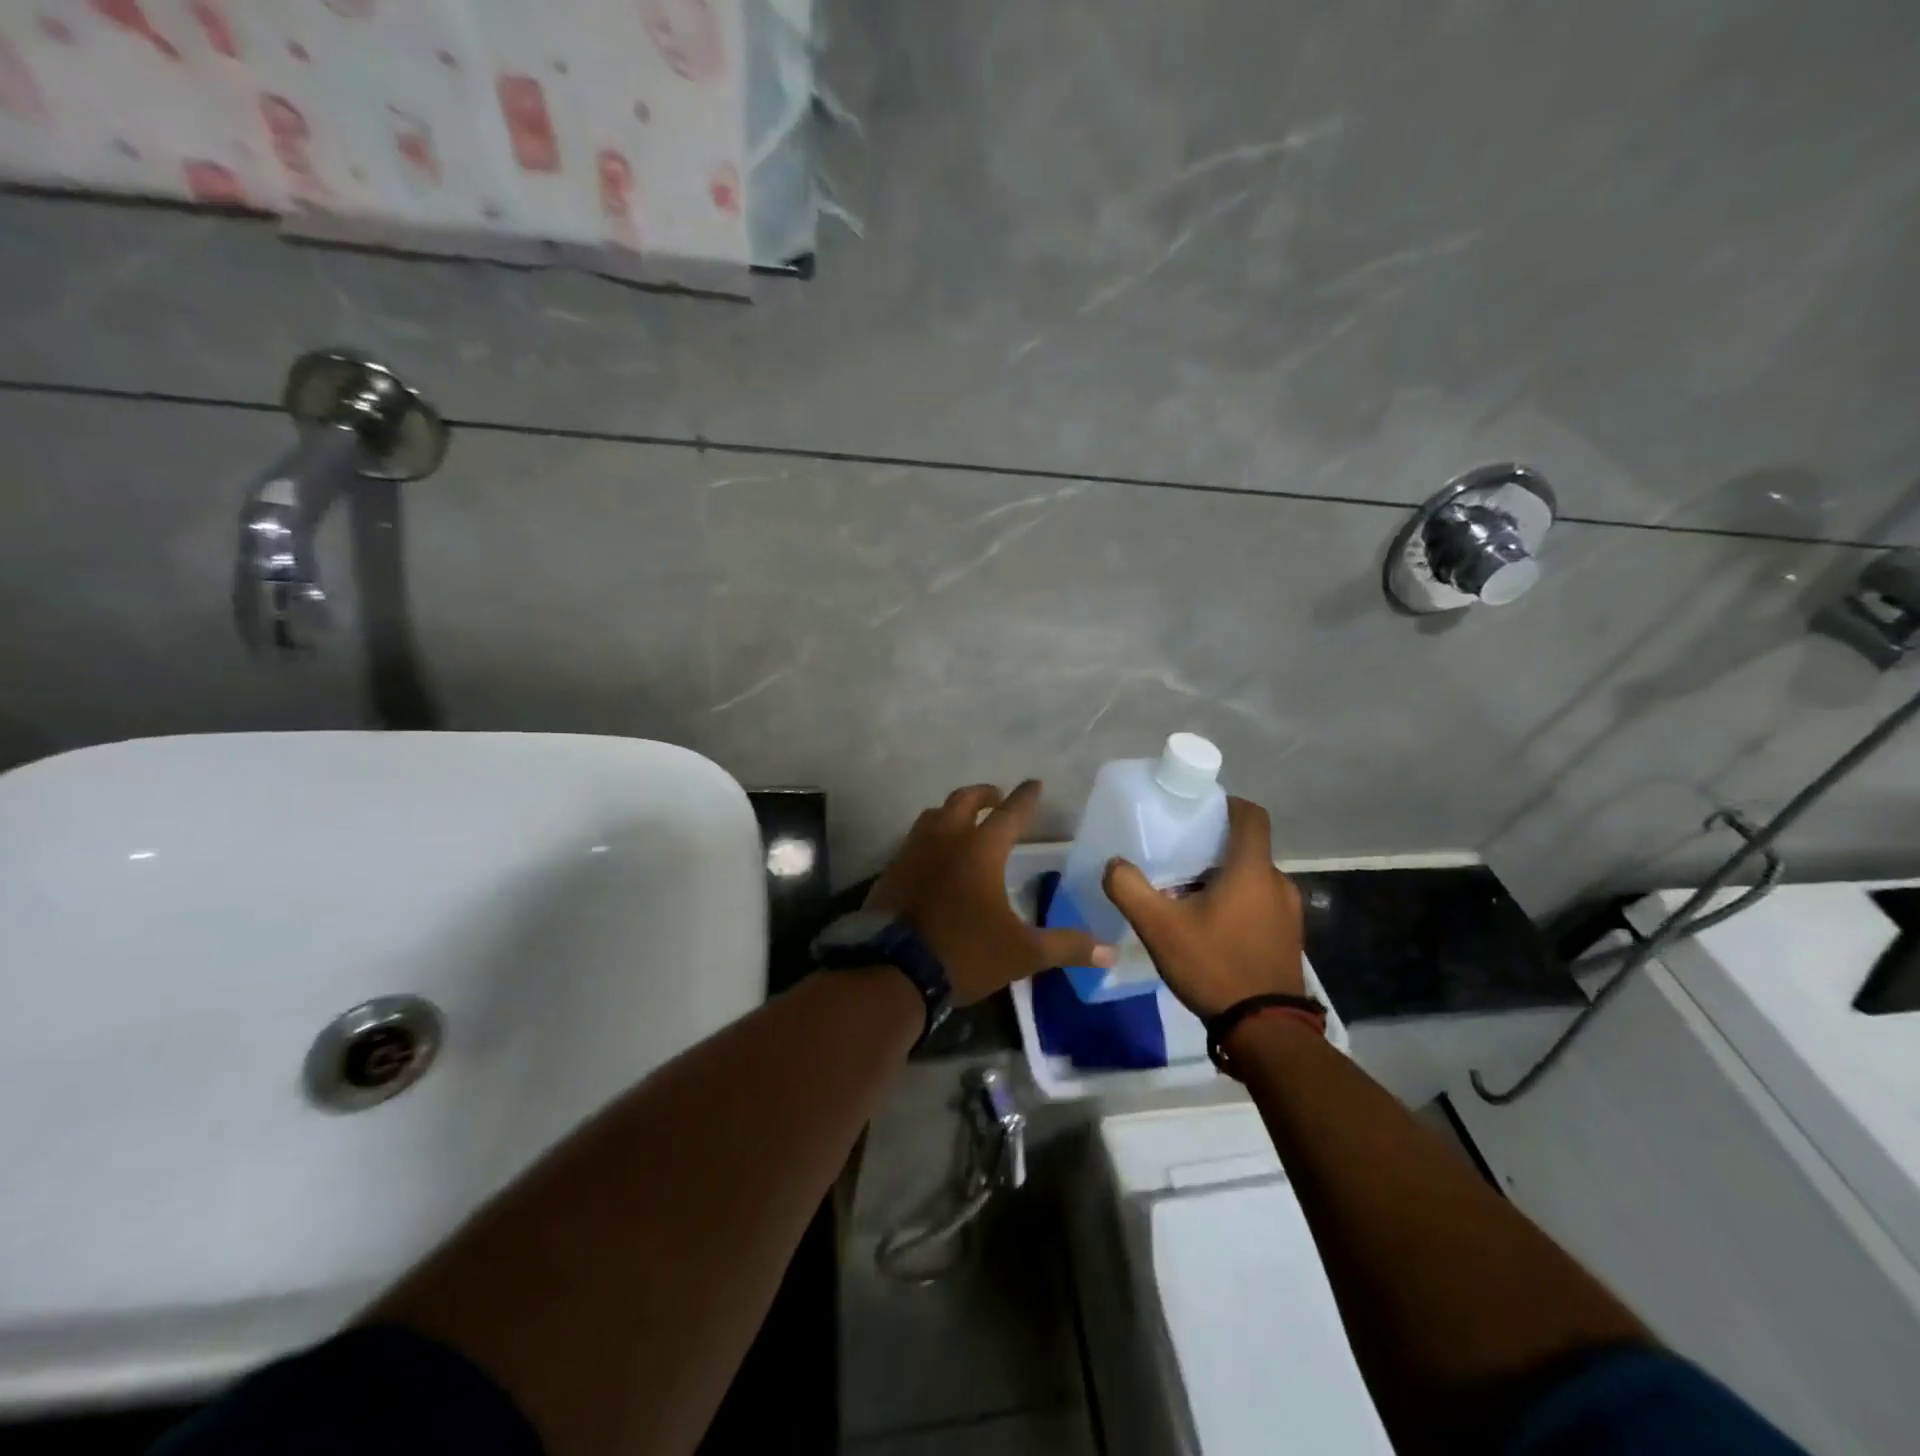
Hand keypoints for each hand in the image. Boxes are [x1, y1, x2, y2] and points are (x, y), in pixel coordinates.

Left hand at [867, 781, 1114, 1005]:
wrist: (893, 970)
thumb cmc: (964, 953)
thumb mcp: (1022, 953)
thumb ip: (1066, 946)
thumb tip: (1110, 951)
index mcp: (981, 849)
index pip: (1010, 812)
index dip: (1025, 797)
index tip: (1034, 784)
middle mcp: (946, 839)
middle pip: (964, 799)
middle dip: (984, 793)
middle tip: (997, 797)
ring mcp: (913, 851)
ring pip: (933, 815)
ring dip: (952, 811)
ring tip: (964, 822)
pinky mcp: (892, 870)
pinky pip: (914, 841)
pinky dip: (930, 838)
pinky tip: (934, 857)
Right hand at [1101, 797, 1303, 1018]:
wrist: (1266, 1031)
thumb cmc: (1213, 966)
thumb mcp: (1159, 927)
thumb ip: (1129, 889)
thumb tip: (1114, 864)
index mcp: (1252, 869)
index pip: (1251, 815)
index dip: (1227, 804)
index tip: (1198, 809)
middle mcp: (1278, 883)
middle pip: (1247, 848)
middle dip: (1214, 846)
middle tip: (1178, 857)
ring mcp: (1288, 912)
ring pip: (1253, 878)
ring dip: (1224, 878)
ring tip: (1188, 895)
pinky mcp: (1289, 938)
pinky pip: (1261, 904)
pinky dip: (1237, 902)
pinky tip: (1210, 928)